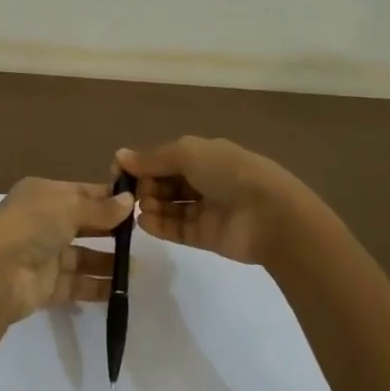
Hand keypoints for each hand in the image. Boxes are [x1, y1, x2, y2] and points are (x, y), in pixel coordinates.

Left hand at [0, 177, 133, 324]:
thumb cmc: (33, 225)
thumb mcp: (70, 207)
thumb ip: (100, 209)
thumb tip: (129, 201)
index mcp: (43, 194)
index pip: (82, 192)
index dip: (107, 198)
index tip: (137, 203)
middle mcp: (43, 222)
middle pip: (83, 224)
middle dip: (110, 230)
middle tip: (140, 235)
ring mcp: (44, 255)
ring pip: (82, 256)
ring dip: (107, 260)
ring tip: (135, 266)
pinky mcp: (46, 286)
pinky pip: (77, 284)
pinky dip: (97, 286)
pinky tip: (121, 288)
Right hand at [115, 137, 305, 265]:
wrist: (270, 215)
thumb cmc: (228, 173)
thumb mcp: (188, 154)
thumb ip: (152, 158)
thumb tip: (120, 156)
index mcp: (205, 155)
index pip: (166, 158)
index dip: (143, 163)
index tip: (119, 172)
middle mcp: (205, 179)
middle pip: (166, 182)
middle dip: (146, 184)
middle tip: (130, 192)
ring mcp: (206, 209)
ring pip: (170, 206)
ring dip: (151, 204)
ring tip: (137, 207)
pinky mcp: (206, 236)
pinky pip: (177, 229)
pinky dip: (160, 225)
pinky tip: (143, 222)